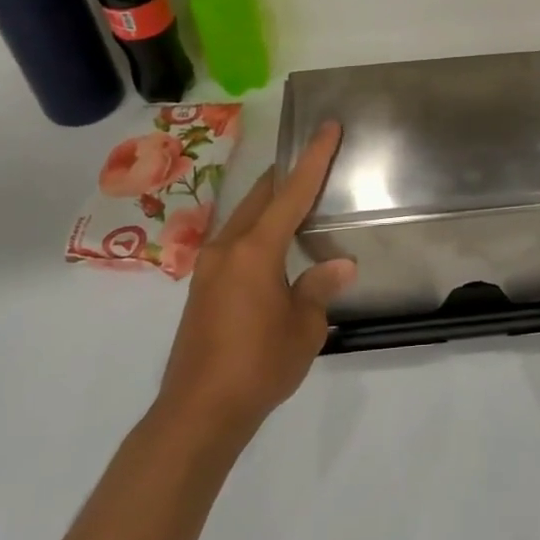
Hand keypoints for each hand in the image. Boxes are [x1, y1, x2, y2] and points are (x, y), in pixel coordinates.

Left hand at [155, 122, 353, 436]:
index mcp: (255, 250)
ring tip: (299, 201)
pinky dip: (258, 231)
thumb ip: (319, 288)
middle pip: (261, 196)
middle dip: (288, 175)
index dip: (314, 158)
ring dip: (270, 204)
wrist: (198, 413)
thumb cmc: (258, 366)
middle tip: (316, 159)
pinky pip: (235, 242)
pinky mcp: (201, 288)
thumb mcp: (304, 327)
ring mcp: (208, 267)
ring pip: (244, 218)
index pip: (291, 192)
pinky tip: (274, 246)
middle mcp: (227, 248)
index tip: (327, 127)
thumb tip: (342, 265)